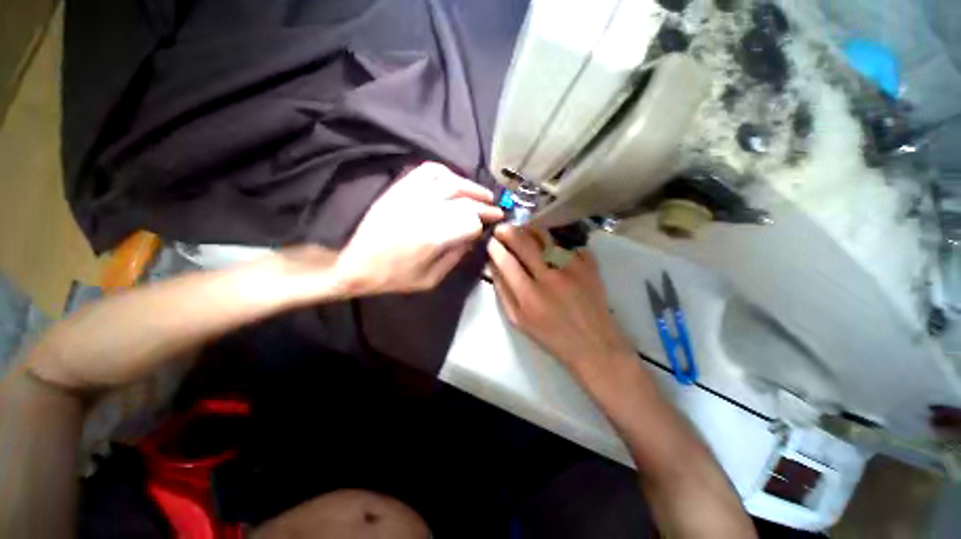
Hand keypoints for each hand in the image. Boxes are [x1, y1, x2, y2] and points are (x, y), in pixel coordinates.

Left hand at [337, 162, 502, 294]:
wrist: (355, 263)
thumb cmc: (394, 277)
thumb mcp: (430, 279)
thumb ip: (455, 257)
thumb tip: (473, 239)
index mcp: (433, 237)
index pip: (470, 222)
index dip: (484, 222)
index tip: (493, 223)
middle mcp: (425, 211)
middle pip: (464, 200)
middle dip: (484, 204)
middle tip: (495, 208)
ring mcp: (411, 196)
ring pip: (450, 181)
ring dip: (470, 186)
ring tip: (481, 194)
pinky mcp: (400, 188)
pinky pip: (426, 171)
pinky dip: (445, 172)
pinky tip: (454, 181)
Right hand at [487, 225, 634, 369]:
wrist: (592, 342)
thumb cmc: (550, 335)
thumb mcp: (518, 320)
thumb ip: (502, 292)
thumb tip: (493, 266)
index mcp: (529, 296)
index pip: (506, 262)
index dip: (495, 247)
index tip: (491, 241)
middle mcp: (550, 277)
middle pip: (524, 243)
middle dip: (508, 231)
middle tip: (502, 228)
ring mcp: (572, 268)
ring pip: (545, 237)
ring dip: (529, 230)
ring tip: (522, 230)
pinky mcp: (588, 264)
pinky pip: (565, 242)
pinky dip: (552, 238)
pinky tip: (547, 242)